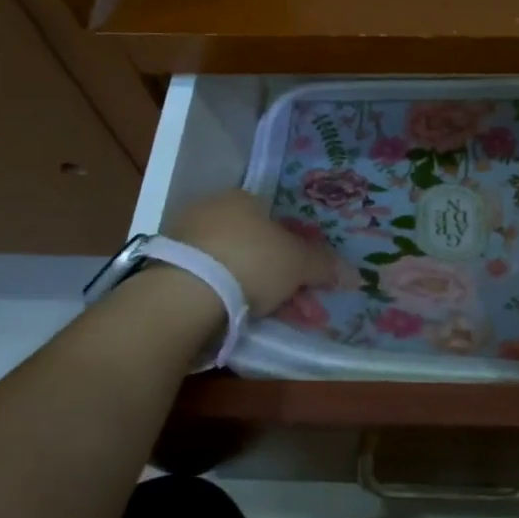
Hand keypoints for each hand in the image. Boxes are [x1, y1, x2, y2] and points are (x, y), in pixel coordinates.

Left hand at [165, 190, 335, 313]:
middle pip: (257, 246)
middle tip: (297, 307)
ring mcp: (185, 240)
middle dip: (281, 278)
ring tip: (272, 320)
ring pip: (234, 267)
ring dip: (257, 292)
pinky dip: (228, 299)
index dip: (298, 251)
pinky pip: (210, 282)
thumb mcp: (299, 263)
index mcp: (243, 198)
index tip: (307, 279)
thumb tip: (352, 273)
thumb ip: (324, 265)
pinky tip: (240, 319)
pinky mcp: (166, 269)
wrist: (184, 293)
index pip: (277, 220)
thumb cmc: (251, 261)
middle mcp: (212, 210)